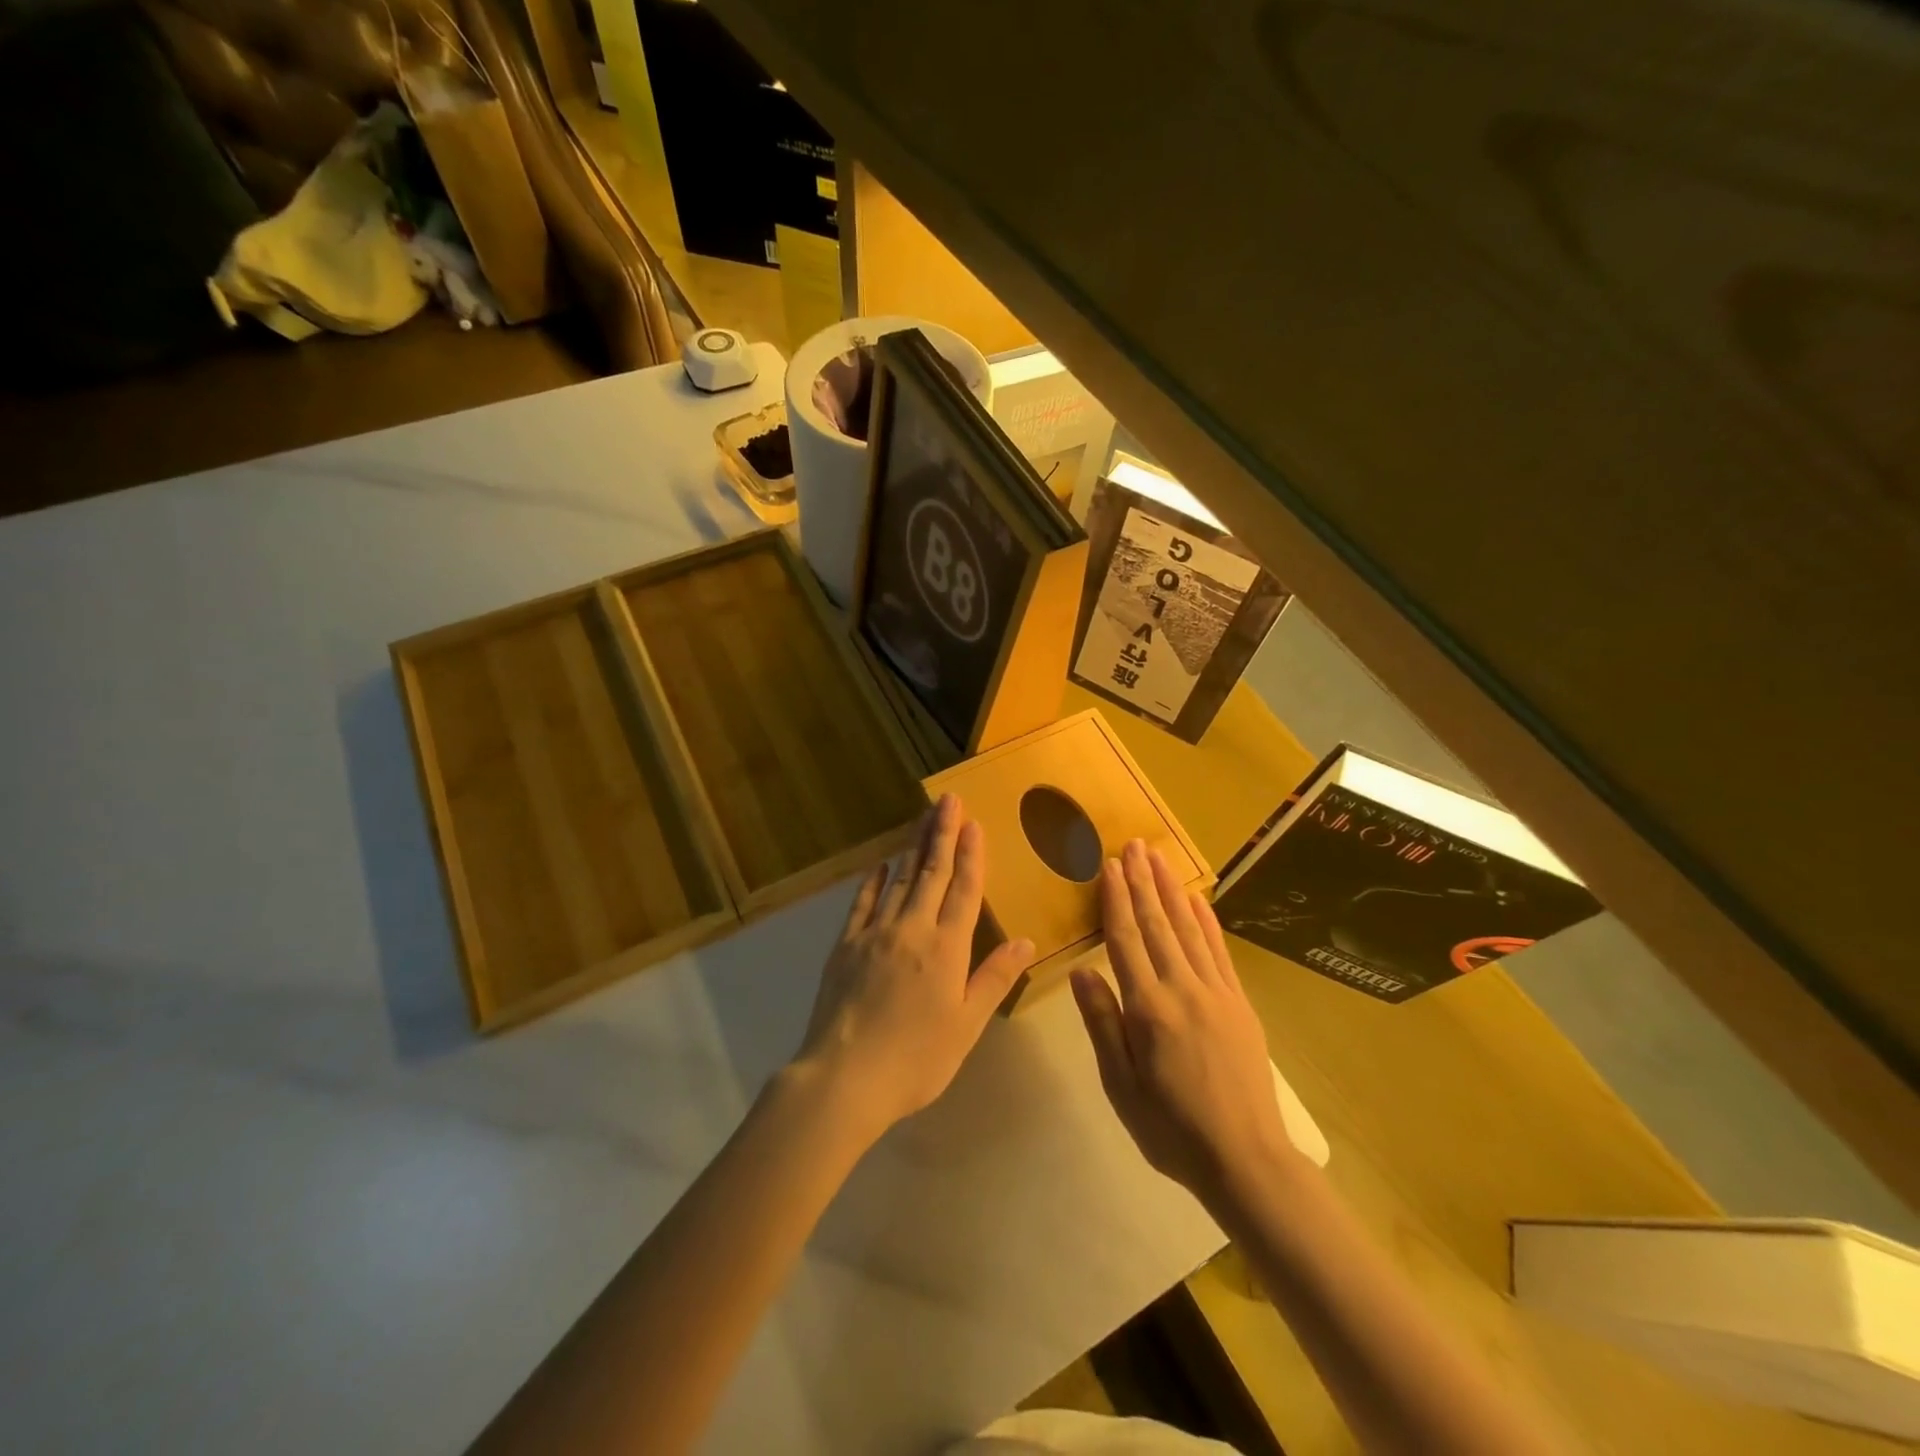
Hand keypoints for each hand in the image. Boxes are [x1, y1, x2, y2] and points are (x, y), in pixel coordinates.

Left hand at [793, 794, 1035, 1137]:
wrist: (845, 1076)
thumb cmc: (916, 1058)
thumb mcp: (966, 1025)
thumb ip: (995, 978)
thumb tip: (1025, 940)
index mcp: (947, 948)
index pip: (964, 890)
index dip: (971, 855)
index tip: (974, 823)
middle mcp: (912, 929)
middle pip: (931, 872)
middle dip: (943, 834)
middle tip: (948, 800)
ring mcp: (875, 933)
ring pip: (900, 880)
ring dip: (914, 847)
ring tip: (923, 819)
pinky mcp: (846, 945)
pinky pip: (863, 903)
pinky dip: (874, 881)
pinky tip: (880, 865)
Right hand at [1071, 840, 1296, 1205]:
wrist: (1246, 1159)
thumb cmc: (1171, 1128)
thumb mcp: (1120, 1086)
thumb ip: (1102, 1024)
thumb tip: (1081, 971)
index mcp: (1148, 1009)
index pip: (1126, 940)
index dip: (1116, 900)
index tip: (1109, 866)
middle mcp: (1182, 989)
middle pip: (1157, 924)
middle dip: (1142, 881)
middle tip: (1132, 845)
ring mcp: (1216, 993)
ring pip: (1188, 930)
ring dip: (1171, 890)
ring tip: (1158, 858)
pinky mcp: (1239, 1003)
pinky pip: (1219, 952)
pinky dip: (1206, 922)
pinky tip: (1197, 900)